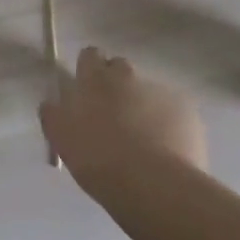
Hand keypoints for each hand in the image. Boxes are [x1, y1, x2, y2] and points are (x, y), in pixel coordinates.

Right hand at [41, 46, 207, 202]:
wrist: (152, 185)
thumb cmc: (97, 158)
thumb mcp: (61, 137)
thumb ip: (54, 113)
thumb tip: (53, 102)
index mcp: (94, 78)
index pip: (90, 55)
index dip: (89, 71)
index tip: (88, 92)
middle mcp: (127, 76)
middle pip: (121, 69)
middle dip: (117, 86)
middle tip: (113, 118)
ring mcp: (160, 92)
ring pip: (148, 93)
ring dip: (143, 108)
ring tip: (143, 144)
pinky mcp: (187, 112)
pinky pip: (174, 114)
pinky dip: (168, 126)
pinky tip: (166, 153)